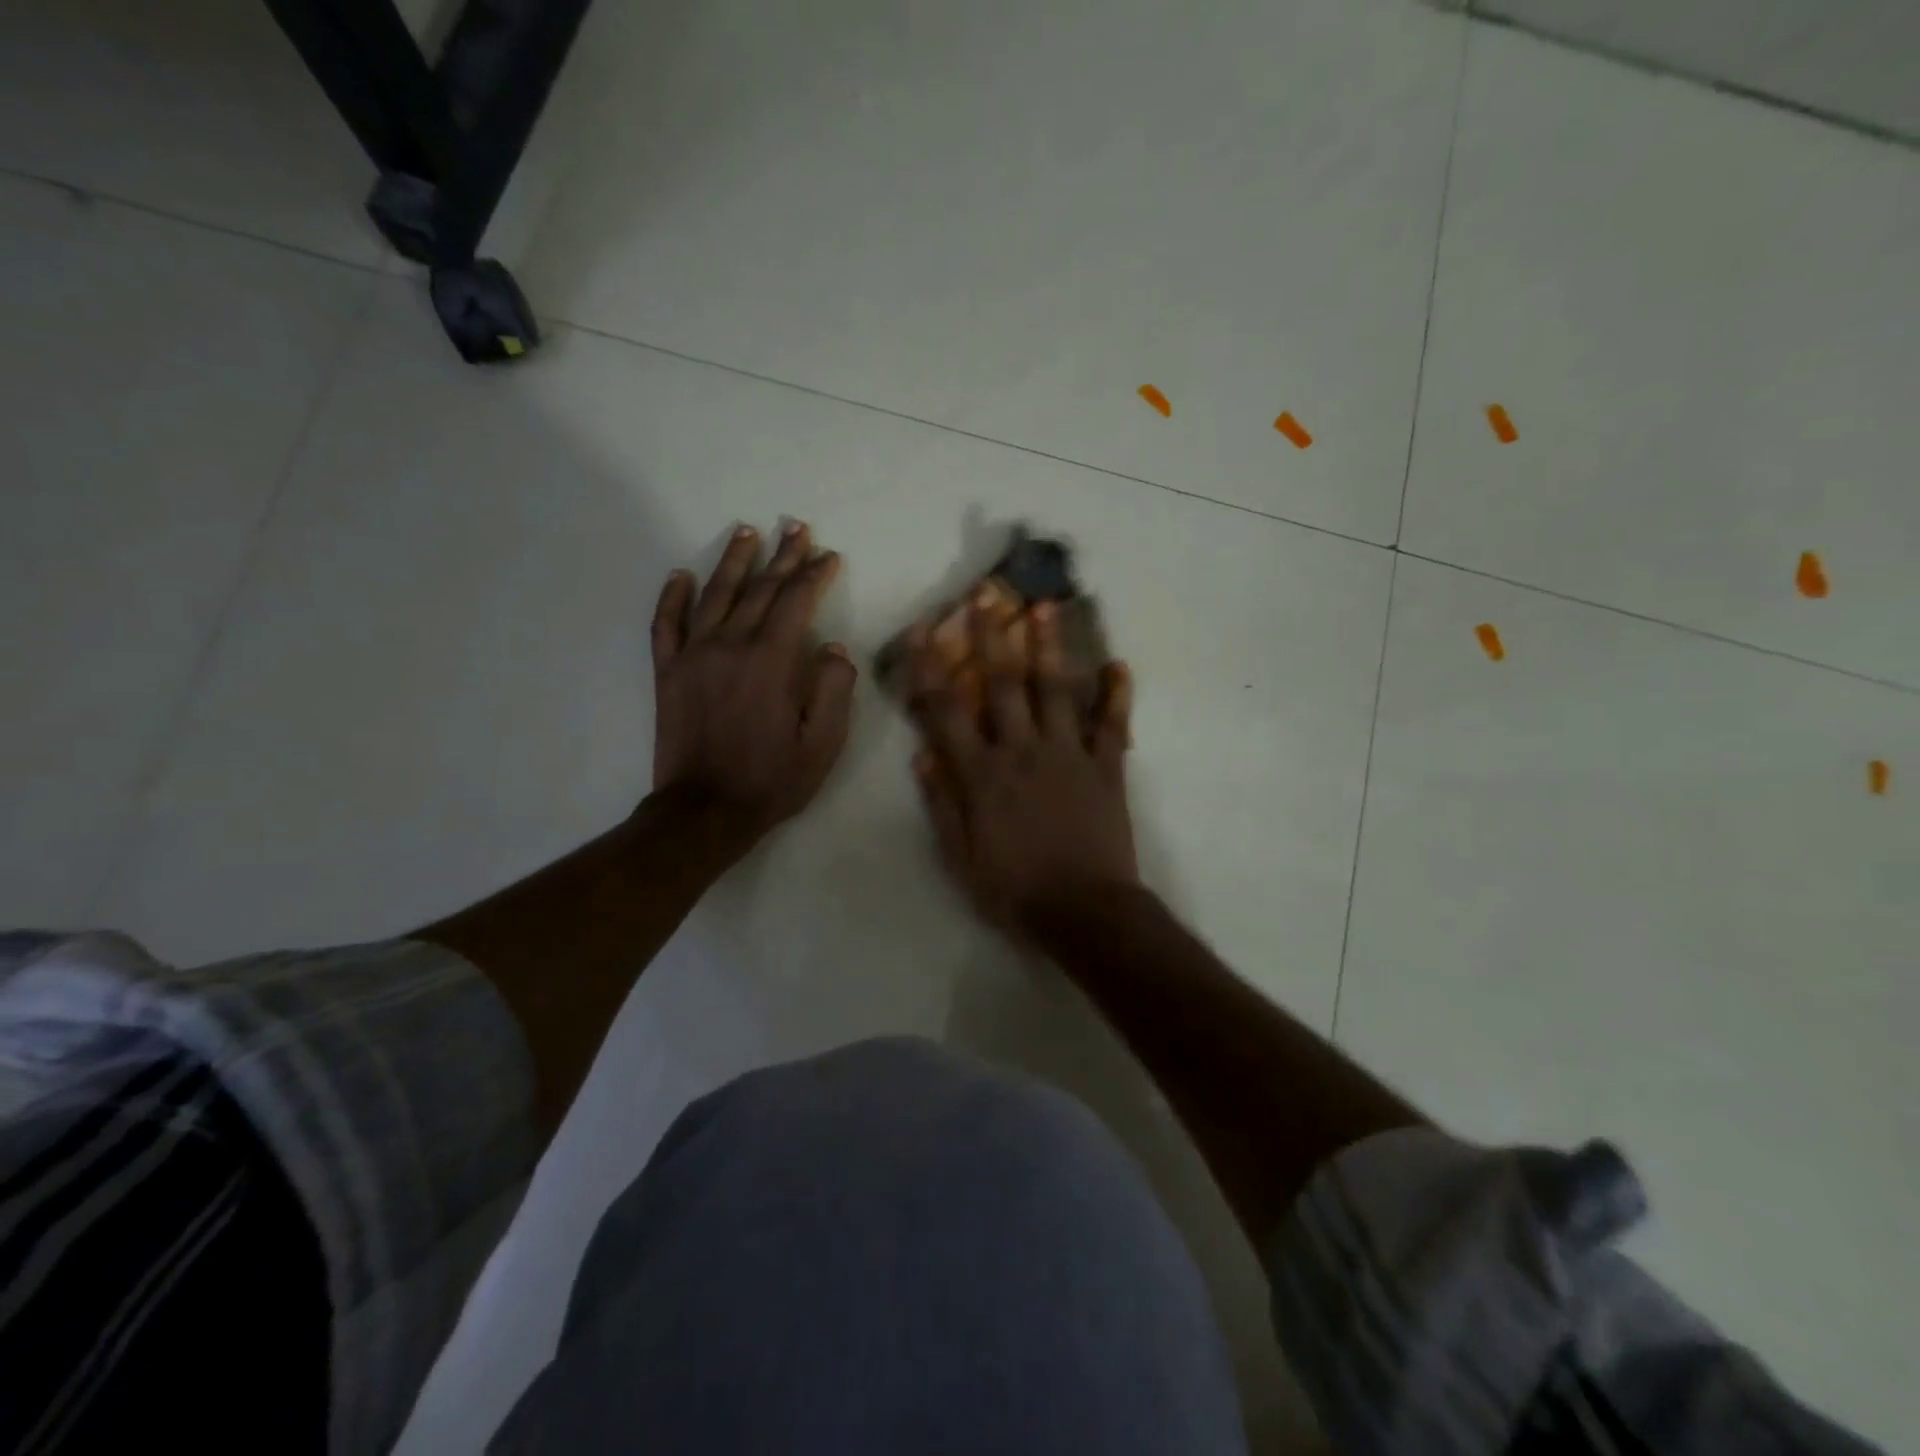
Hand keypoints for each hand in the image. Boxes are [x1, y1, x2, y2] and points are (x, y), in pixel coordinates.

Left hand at [650, 522, 855, 845]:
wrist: (704, 812)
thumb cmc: (772, 780)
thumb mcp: (823, 744)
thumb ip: (833, 690)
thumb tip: (833, 648)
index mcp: (771, 661)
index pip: (796, 602)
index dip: (814, 575)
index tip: (828, 555)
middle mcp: (730, 645)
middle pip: (760, 589)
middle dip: (782, 556)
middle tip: (796, 528)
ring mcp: (693, 656)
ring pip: (715, 595)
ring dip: (734, 561)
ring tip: (747, 532)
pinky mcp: (668, 672)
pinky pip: (666, 624)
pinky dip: (673, 596)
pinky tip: (681, 574)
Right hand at [909, 601, 1137, 930]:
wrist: (1084, 913)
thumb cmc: (1014, 890)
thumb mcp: (960, 857)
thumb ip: (941, 803)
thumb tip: (922, 754)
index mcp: (982, 774)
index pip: (947, 711)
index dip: (930, 668)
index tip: (922, 630)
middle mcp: (1023, 751)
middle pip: (1004, 683)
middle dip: (992, 636)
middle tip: (987, 594)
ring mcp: (1069, 754)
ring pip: (1057, 690)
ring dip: (1050, 646)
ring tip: (1046, 606)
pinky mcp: (1106, 767)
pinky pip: (1113, 724)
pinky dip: (1117, 695)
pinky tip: (1119, 665)